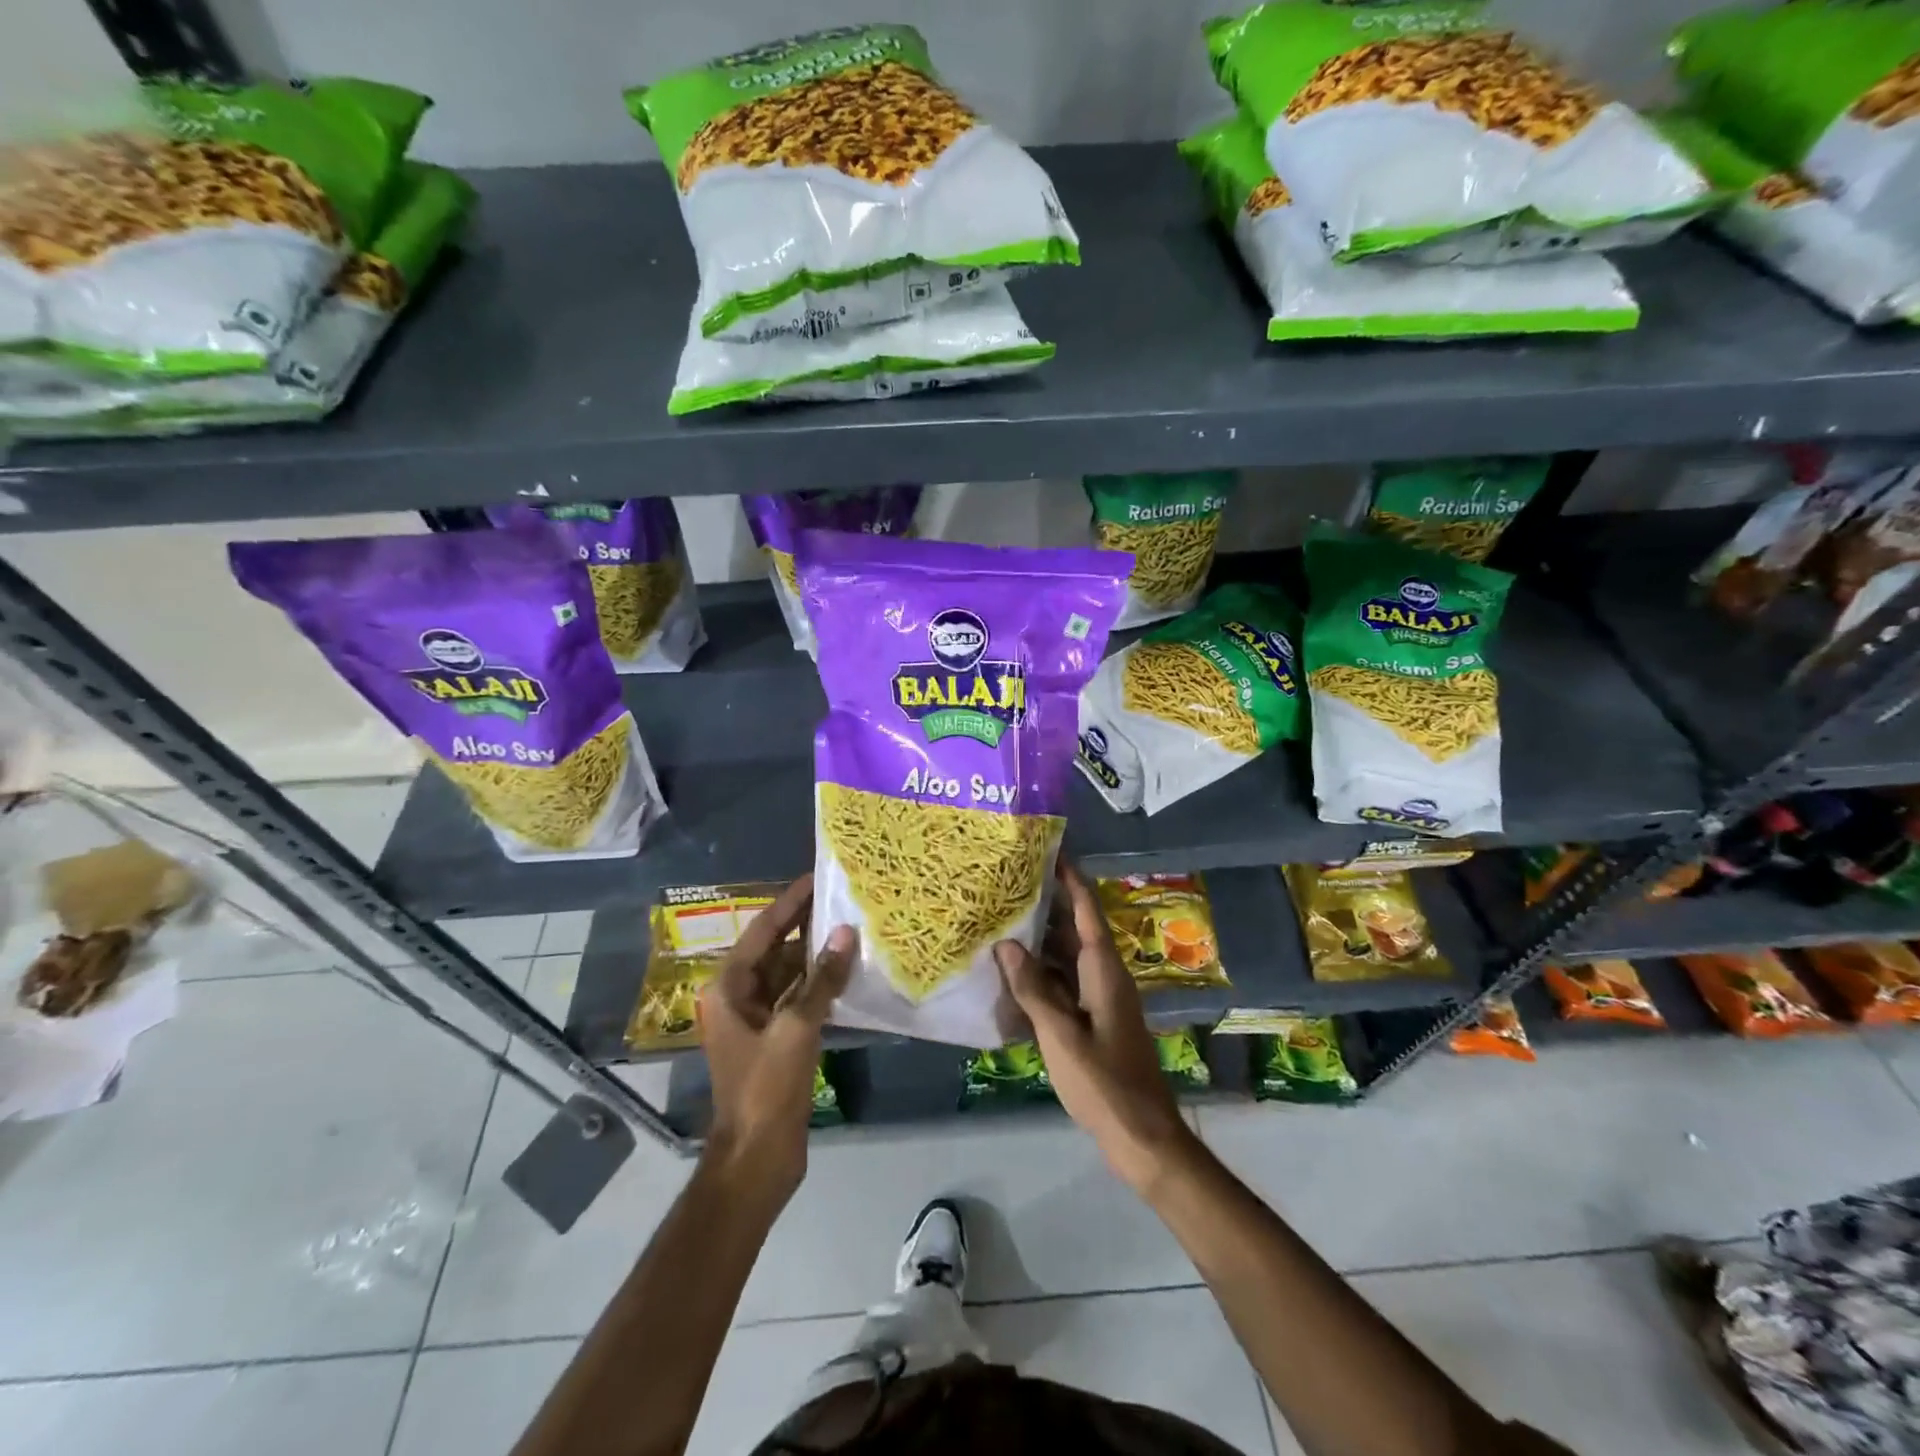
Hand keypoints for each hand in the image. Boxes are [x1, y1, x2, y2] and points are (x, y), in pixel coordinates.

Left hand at [698, 875, 855, 1200]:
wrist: (757, 1157)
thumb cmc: (766, 1088)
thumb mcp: (796, 1028)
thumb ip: (822, 978)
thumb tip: (845, 932)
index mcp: (729, 988)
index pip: (762, 931)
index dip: (789, 904)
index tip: (815, 878)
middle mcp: (739, 997)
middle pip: (776, 950)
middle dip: (807, 925)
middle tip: (842, 898)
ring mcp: (759, 1020)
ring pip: (790, 974)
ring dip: (817, 955)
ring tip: (852, 927)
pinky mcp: (778, 1039)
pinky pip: (800, 998)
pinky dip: (821, 984)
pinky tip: (849, 971)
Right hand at [994, 861, 1198, 1192]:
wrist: (1142, 1136)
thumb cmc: (1104, 1083)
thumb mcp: (1061, 1035)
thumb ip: (1033, 989)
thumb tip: (1007, 944)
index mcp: (1104, 970)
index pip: (1087, 910)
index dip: (1070, 879)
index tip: (1048, 851)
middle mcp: (1104, 976)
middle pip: (1074, 930)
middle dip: (1046, 905)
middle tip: (1009, 883)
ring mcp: (1100, 999)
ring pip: (1067, 958)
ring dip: (1039, 941)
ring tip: (1002, 919)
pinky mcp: (1093, 1020)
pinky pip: (1064, 984)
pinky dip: (1041, 974)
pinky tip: (1012, 973)